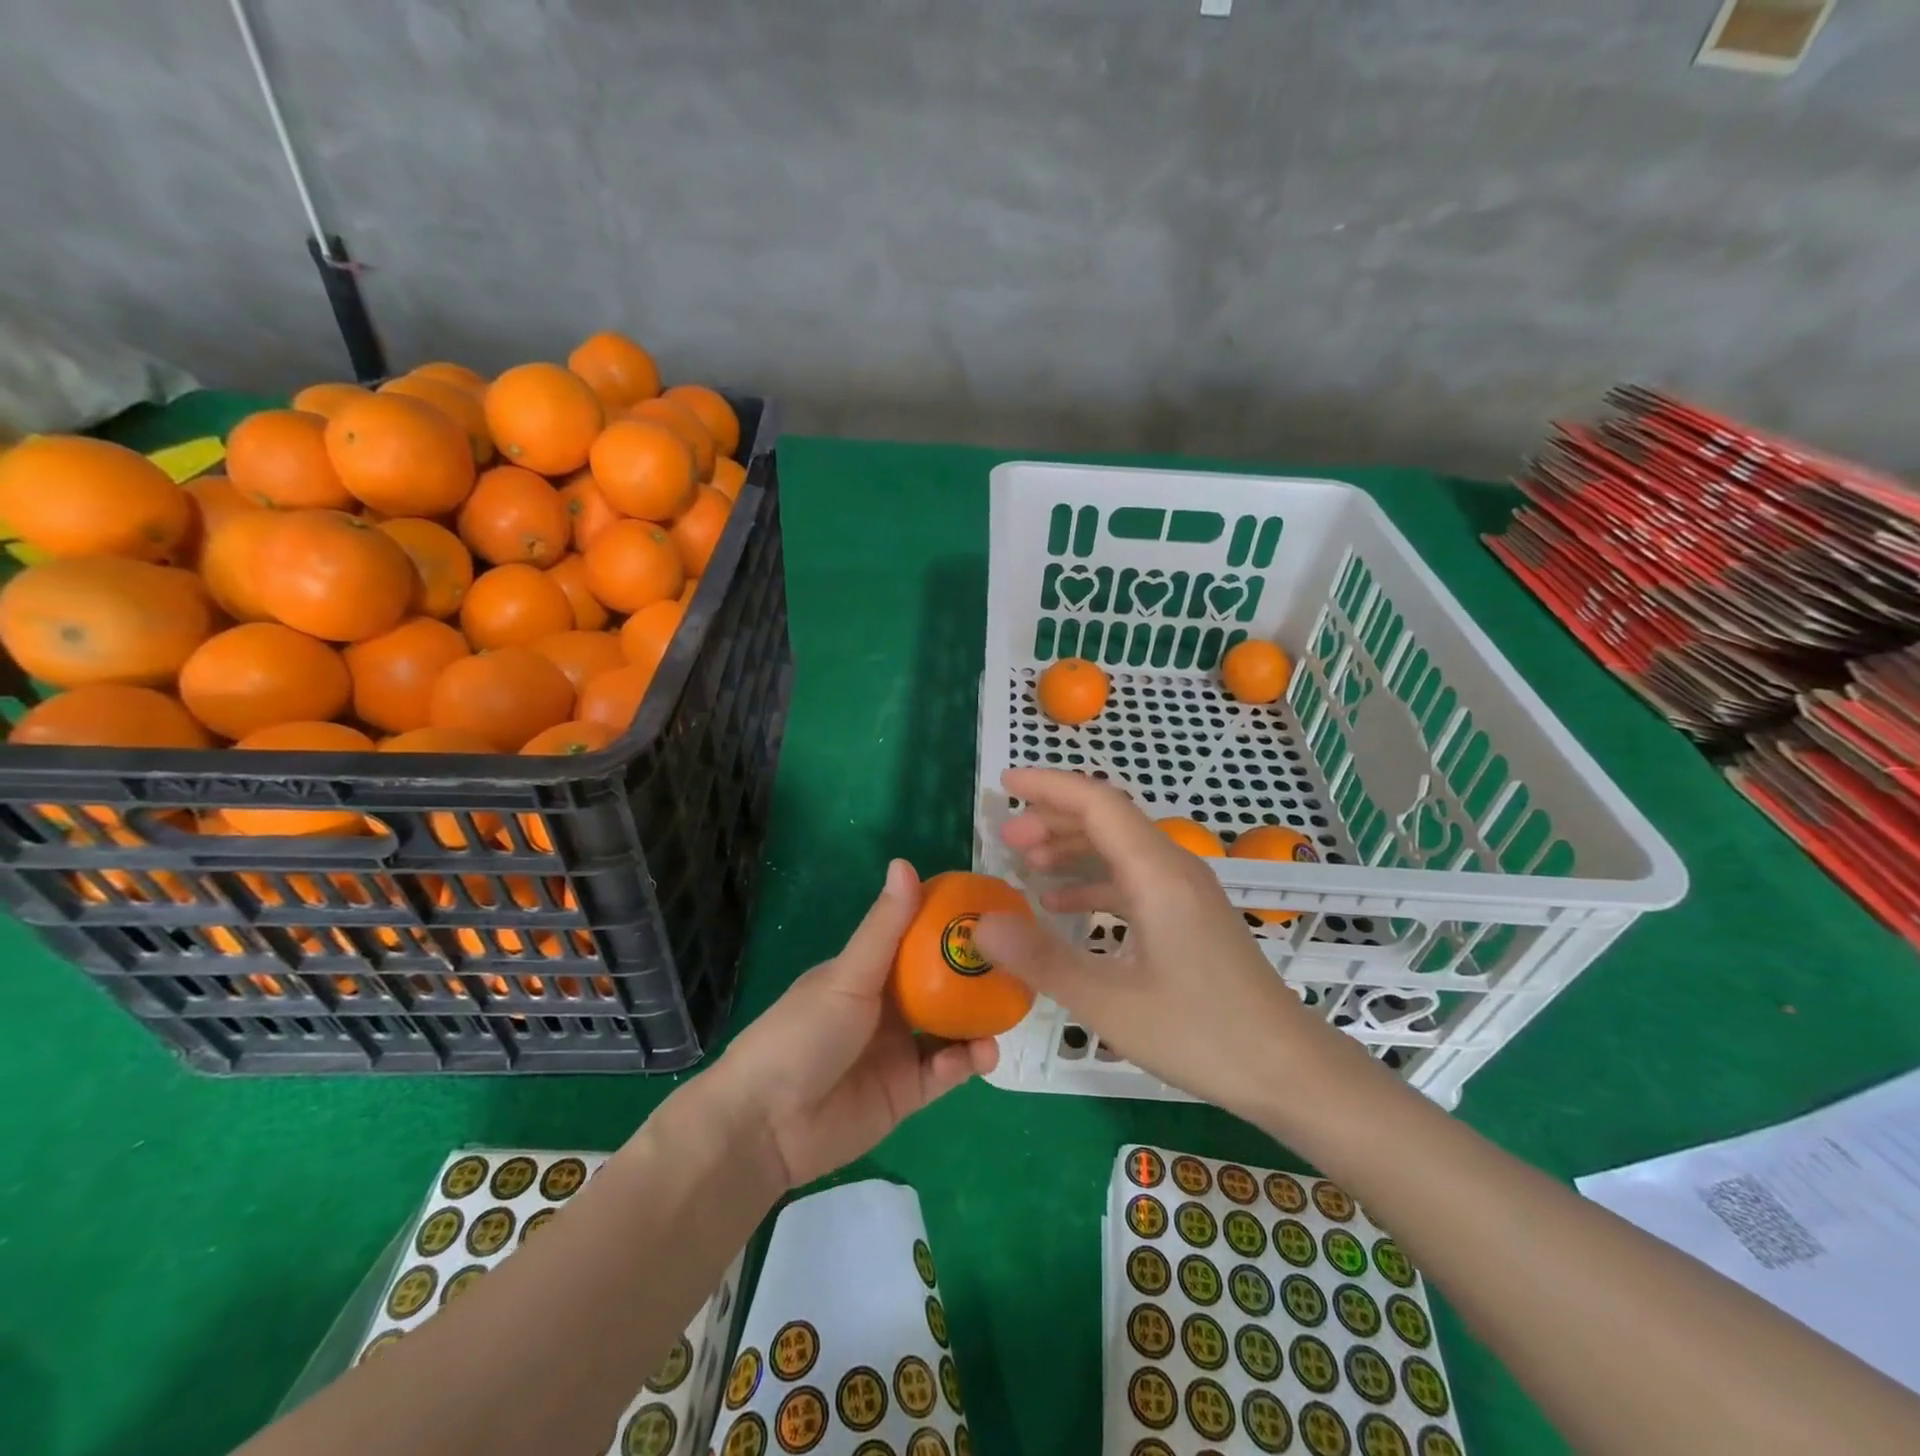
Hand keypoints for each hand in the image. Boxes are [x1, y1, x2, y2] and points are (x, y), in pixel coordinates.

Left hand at [712, 859, 998, 1188]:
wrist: (767, 1124)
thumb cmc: (803, 1032)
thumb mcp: (848, 975)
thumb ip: (885, 927)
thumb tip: (906, 863)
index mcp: (871, 970)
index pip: (918, 937)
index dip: (952, 924)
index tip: (994, 909)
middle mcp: (889, 1005)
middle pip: (942, 983)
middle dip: (976, 975)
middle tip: (1019, 962)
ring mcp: (900, 1049)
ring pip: (952, 1028)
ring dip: (979, 1019)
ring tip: (1010, 1009)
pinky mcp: (908, 1092)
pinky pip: (946, 1071)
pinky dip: (966, 1061)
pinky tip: (980, 1053)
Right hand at [973, 768, 1334, 1115]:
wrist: (1289, 1070)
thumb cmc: (1201, 1032)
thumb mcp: (1109, 1002)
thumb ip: (1040, 959)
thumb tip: (980, 926)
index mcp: (1157, 873)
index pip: (1097, 802)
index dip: (1049, 787)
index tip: (1005, 784)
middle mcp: (1173, 868)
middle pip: (1108, 819)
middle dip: (1052, 819)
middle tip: (1006, 838)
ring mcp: (1185, 891)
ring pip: (1120, 848)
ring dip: (1072, 848)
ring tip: (1025, 862)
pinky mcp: (1189, 916)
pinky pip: (1132, 879)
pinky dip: (1093, 881)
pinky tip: (1062, 903)